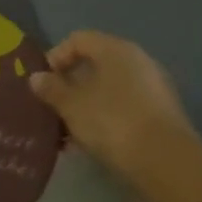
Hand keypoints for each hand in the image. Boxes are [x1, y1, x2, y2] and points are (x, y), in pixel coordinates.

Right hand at [28, 31, 197, 179]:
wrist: (165, 161)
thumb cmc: (112, 122)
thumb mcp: (72, 106)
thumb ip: (51, 89)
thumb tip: (37, 77)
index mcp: (116, 50)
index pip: (78, 39)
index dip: (55, 57)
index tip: (43, 83)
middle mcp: (138, 61)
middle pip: (95, 64)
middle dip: (70, 85)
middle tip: (53, 107)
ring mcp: (153, 87)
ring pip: (109, 88)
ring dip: (86, 104)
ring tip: (69, 131)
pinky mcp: (161, 113)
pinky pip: (124, 106)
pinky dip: (105, 117)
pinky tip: (92, 141)